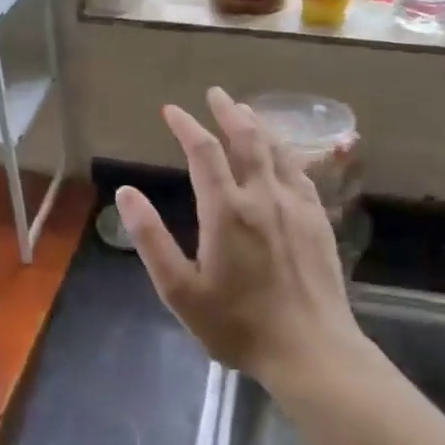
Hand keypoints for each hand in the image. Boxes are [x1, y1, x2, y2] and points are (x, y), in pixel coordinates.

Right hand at [115, 88, 364, 387]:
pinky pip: (300, 172)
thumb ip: (151, 239)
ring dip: (257, 125)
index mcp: (226, 211)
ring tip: (244, 111)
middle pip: (246, 139)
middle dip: (228, 112)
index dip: (186, 126)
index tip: (172, 110)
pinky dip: (285, 151)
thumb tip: (126, 193)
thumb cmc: (237, 324)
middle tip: (215, 93)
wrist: (311, 351)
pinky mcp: (317, 220)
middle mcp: (263, 197)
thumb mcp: (180, 290)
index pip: (203, 152)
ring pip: (277, 150)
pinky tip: (281, 153)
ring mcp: (296, 206)